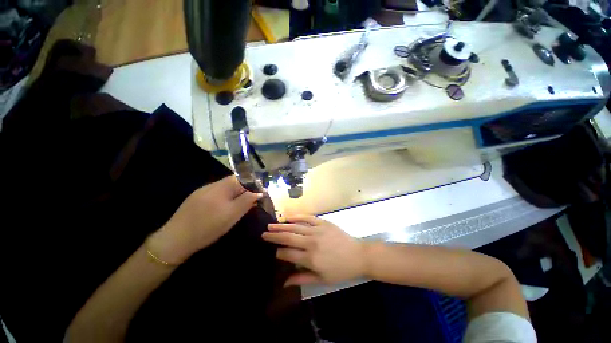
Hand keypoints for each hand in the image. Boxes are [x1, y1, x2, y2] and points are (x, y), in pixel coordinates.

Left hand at [149, 176, 261, 263]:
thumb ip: (247, 201)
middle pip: (233, 182)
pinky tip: (222, 209)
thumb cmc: (208, 226)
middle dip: (243, 190)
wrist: (175, 240)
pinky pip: (215, 195)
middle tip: (249, 202)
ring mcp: (201, 192)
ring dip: (234, 194)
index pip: (241, 178)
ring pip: (224, 189)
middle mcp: (211, 185)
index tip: (258, 194)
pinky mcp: (195, 199)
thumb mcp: (232, 215)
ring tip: (237, 207)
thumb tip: (259, 192)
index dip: (252, 184)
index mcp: (221, 187)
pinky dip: (223, 199)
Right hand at [262, 215, 365, 285]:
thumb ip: (302, 279)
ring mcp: (317, 231)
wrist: (358, 255)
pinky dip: (298, 216)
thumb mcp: (322, 279)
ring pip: (295, 227)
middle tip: (264, 233)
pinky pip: (308, 218)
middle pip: (288, 238)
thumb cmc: (340, 270)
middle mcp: (311, 243)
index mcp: (310, 259)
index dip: (278, 253)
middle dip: (274, 236)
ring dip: (282, 226)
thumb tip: (284, 282)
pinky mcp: (323, 223)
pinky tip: (289, 217)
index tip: (273, 252)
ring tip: (271, 225)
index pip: (288, 254)